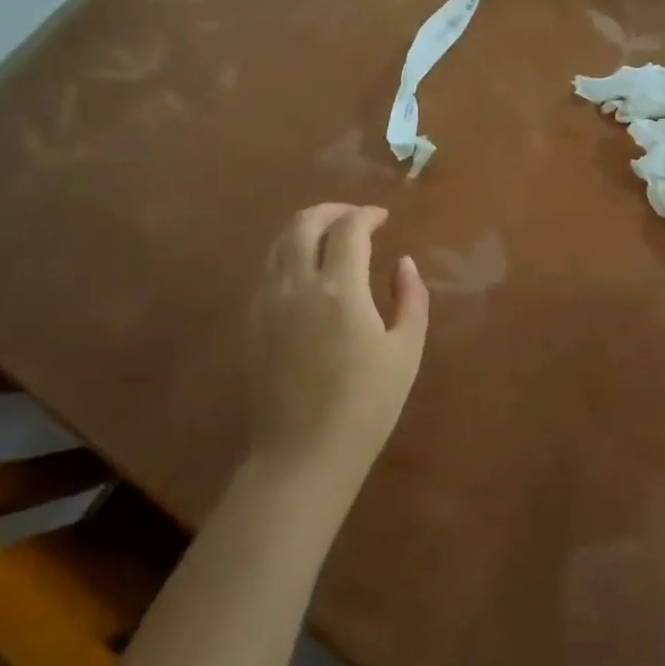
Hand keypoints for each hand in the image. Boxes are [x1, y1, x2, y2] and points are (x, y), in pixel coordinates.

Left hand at [246, 204, 428, 480]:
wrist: (303, 455)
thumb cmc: (366, 406)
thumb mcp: (406, 352)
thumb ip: (410, 299)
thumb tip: (403, 264)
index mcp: (339, 290)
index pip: (349, 230)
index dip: (367, 215)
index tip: (383, 218)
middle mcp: (297, 286)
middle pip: (303, 224)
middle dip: (331, 210)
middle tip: (354, 217)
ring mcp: (268, 303)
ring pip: (279, 244)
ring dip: (306, 229)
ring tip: (330, 237)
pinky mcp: (253, 323)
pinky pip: (268, 270)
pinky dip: (288, 254)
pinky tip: (307, 271)